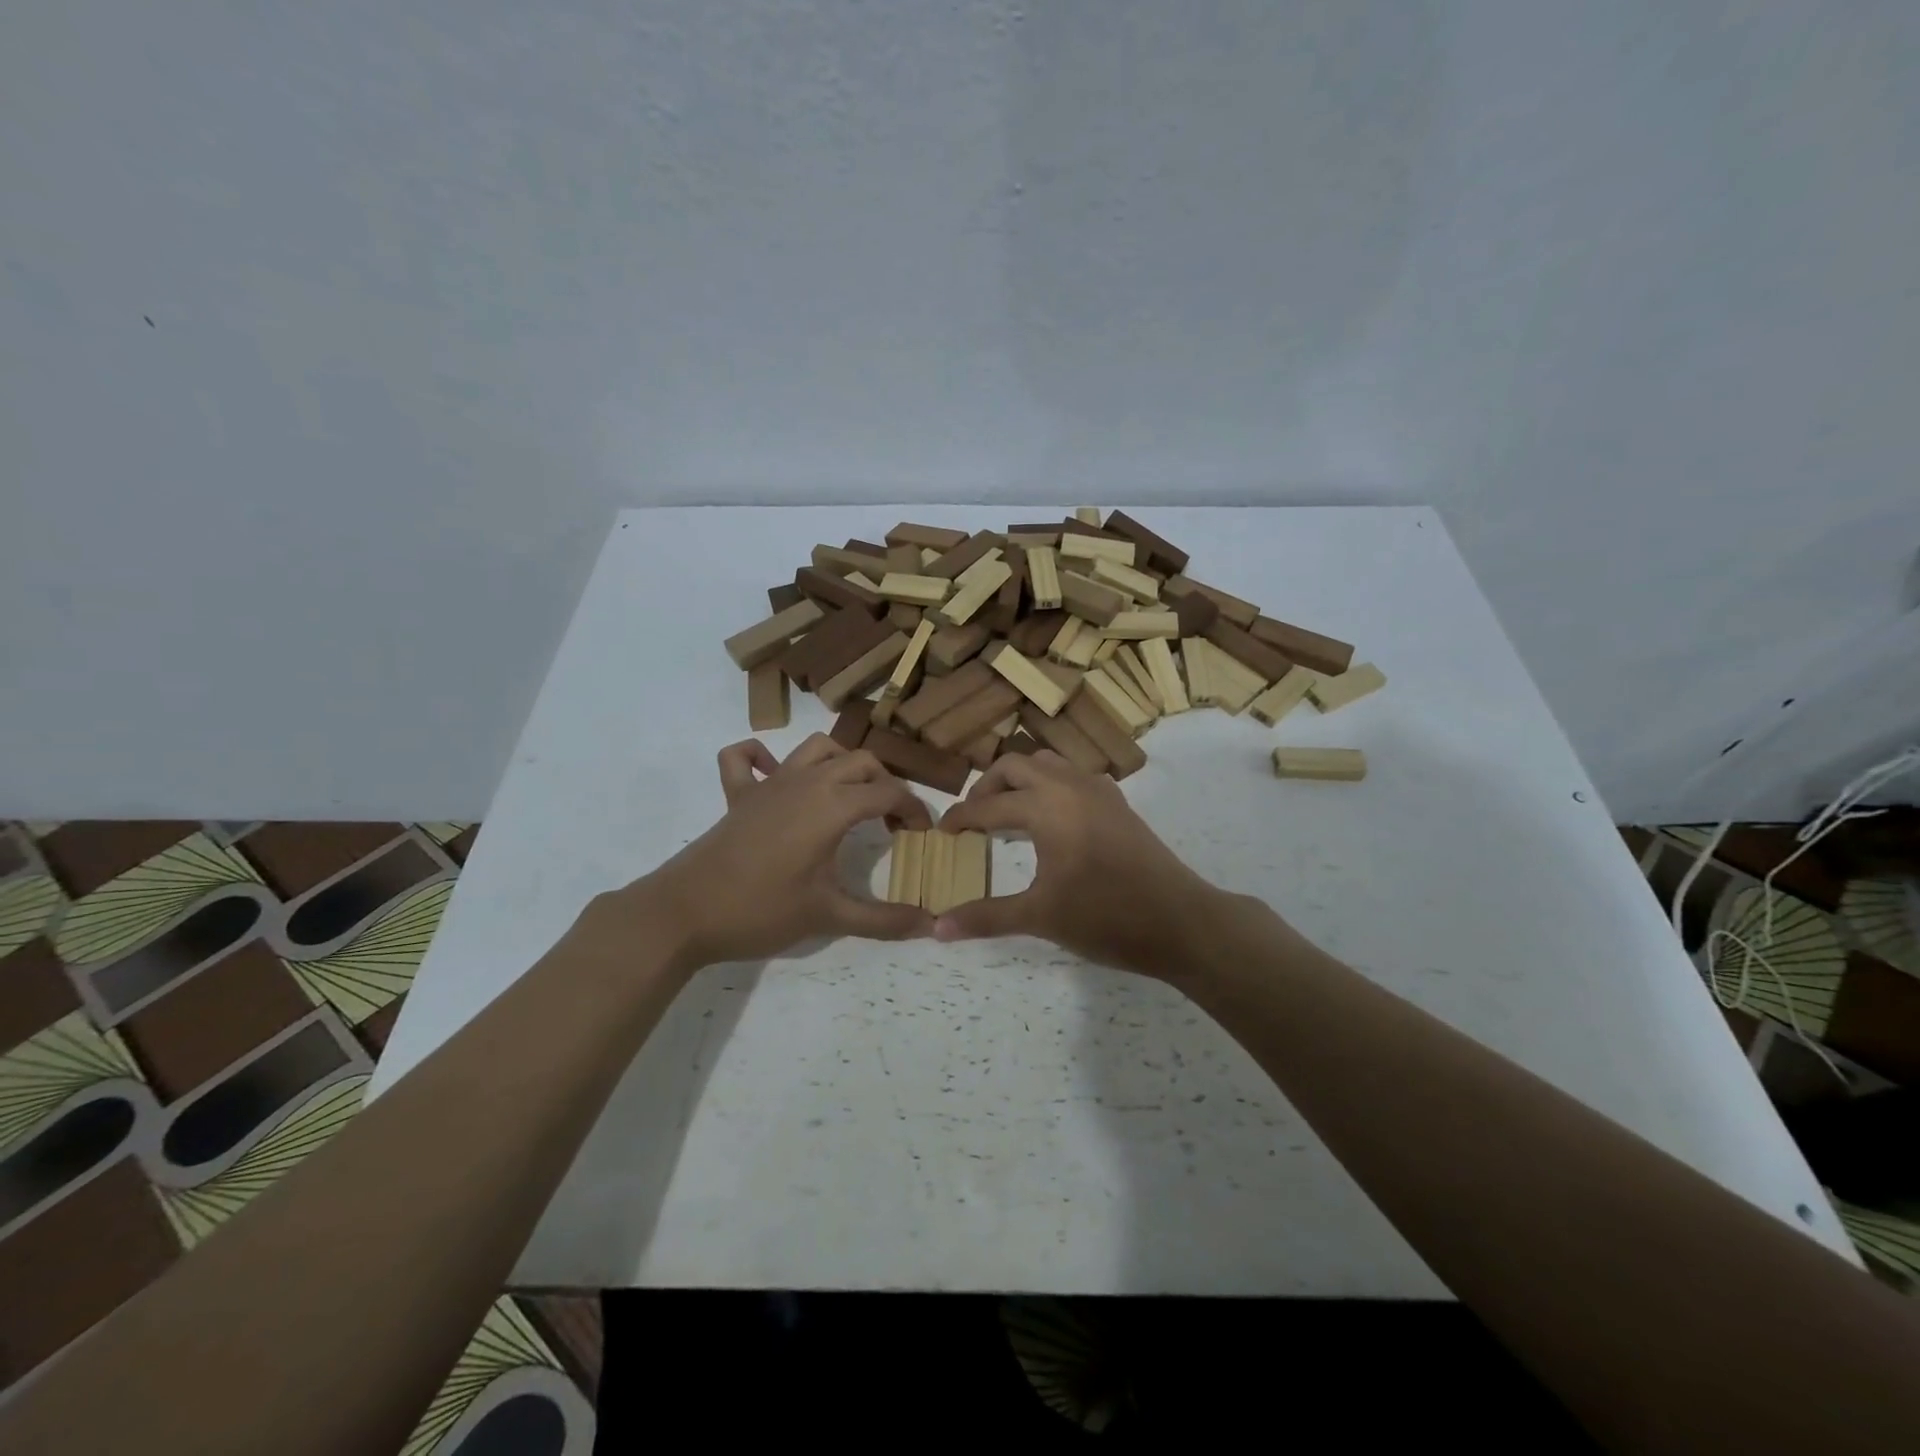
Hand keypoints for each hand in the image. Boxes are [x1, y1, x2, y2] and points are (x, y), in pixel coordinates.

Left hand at [602, 734, 933, 974]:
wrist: (684, 913)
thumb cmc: (761, 910)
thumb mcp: (828, 916)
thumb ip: (883, 920)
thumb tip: (931, 924)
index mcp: (833, 804)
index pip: (889, 793)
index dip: (914, 810)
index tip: (922, 835)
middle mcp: (806, 781)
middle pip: (861, 762)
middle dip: (886, 785)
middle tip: (890, 823)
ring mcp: (769, 783)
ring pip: (816, 748)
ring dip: (841, 763)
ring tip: (849, 795)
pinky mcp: (738, 795)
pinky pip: (746, 758)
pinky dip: (762, 757)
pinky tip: (776, 777)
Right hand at [935, 750, 1243, 980]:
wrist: (1182, 922)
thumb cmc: (1106, 917)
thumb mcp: (1040, 917)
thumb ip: (986, 917)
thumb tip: (937, 928)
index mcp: (1046, 806)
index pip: (988, 805)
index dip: (960, 819)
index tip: (941, 834)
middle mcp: (1069, 785)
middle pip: (1014, 766)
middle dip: (987, 787)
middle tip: (973, 818)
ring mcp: (1099, 790)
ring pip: (1048, 764)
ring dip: (1021, 781)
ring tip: (1009, 814)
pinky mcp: (1118, 803)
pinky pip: (1073, 776)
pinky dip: (1051, 786)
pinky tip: (1052, 820)